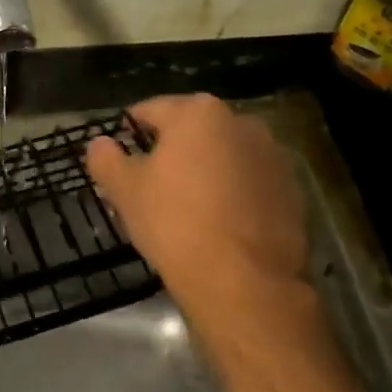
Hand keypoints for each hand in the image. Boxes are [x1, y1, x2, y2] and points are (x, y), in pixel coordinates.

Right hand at [85, 94, 309, 311]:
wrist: (244, 280)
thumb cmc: (174, 223)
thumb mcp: (124, 190)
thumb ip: (106, 158)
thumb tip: (99, 143)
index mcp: (197, 113)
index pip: (150, 111)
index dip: (129, 132)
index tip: (119, 157)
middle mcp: (241, 122)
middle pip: (192, 130)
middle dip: (171, 151)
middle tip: (149, 185)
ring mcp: (273, 155)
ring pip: (223, 155)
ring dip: (205, 170)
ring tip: (186, 206)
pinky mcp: (292, 189)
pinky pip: (250, 182)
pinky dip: (233, 192)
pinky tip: (218, 223)